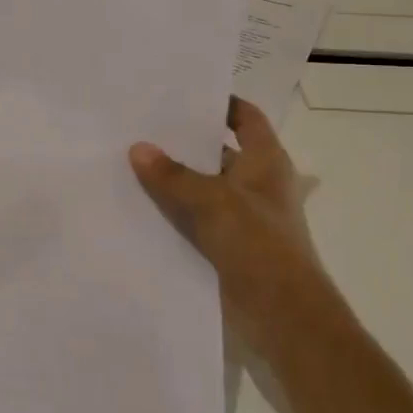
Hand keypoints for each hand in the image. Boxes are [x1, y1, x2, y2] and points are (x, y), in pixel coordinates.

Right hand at [129, 97, 329, 338]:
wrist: (283, 317)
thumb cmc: (259, 245)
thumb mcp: (213, 202)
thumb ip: (173, 175)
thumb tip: (138, 148)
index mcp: (266, 162)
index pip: (246, 118)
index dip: (221, 103)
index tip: (182, 95)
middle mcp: (256, 184)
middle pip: (218, 152)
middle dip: (184, 142)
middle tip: (140, 126)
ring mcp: (242, 217)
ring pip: (202, 187)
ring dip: (174, 179)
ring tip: (129, 161)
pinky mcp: (228, 245)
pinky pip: (195, 219)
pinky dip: (173, 211)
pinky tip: (138, 205)